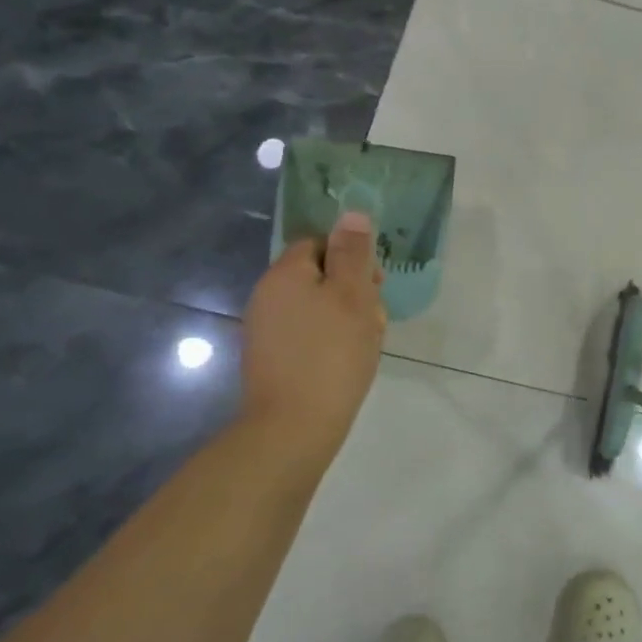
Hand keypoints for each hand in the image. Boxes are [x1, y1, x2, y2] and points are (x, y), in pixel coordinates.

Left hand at [240, 212, 386, 458]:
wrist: (293, 427)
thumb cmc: (331, 355)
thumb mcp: (353, 296)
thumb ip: (353, 253)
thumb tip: (351, 213)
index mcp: (285, 274)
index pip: (320, 243)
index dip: (352, 258)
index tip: (375, 284)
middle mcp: (268, 295)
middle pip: (319, 275)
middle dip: (352, 291)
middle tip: (375, 318)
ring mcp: (265, 329)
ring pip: (316, 307)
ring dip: (345, 318)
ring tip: (366, 343)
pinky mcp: (271, 358)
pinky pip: (306, 334)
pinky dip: (330, 341)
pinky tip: (348, 362)